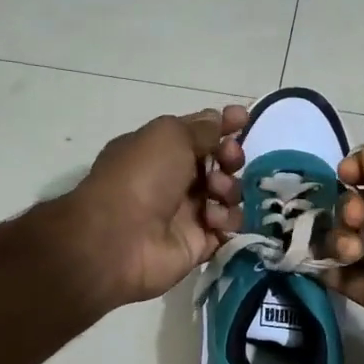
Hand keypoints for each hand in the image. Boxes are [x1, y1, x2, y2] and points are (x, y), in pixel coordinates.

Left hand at [59, 107, 248, 309]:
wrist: (119, 239)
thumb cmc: (141, 177)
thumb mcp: (169, 135)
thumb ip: (201, 128)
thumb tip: (220, 120)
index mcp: (159, 151)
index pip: (198, 134)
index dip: (223, 125)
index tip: (243, 120)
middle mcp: (172, 180)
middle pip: (218, 164)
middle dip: (230, 157)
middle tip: (228, 160)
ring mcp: (186, 214)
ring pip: (227, 196)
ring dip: (229, 189)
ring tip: (215, 194)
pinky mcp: (197, 244)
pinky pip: (227, 228)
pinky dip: (226, 221)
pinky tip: (212, 221)